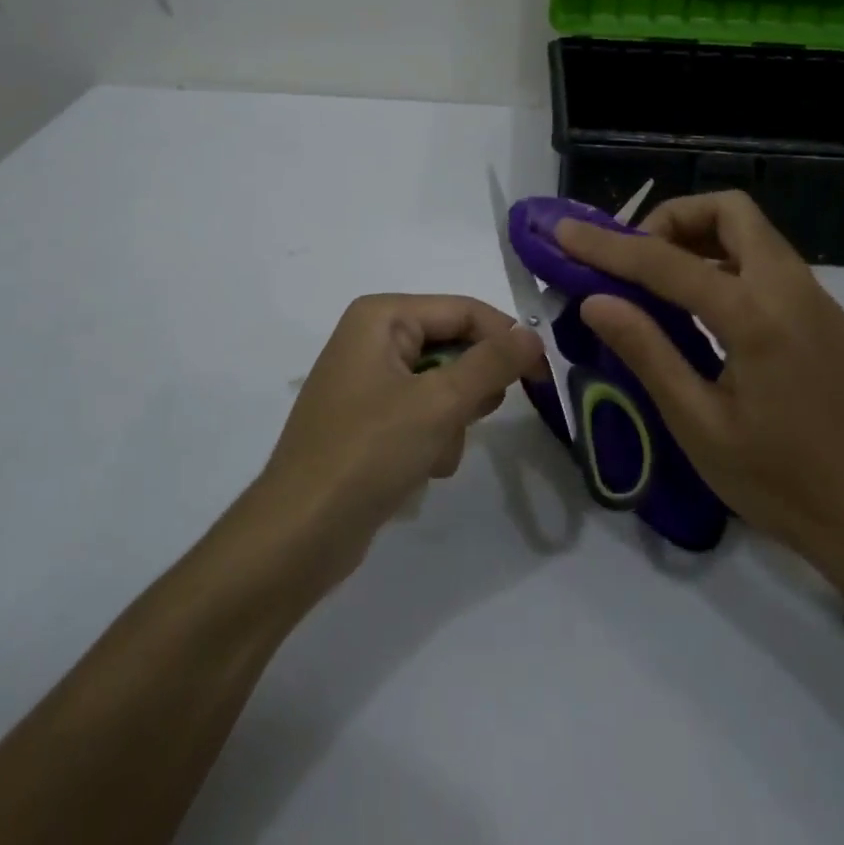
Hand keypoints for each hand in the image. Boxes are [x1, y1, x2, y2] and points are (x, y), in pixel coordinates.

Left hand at [259, 294, 542, 562]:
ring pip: (443, 385)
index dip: (507, 338)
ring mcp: (368, 380)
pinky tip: (419, 469)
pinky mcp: (368, 419)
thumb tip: (533, 334)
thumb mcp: (439, 403)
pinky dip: (432, 439)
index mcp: (382, 316)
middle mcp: (372, 337)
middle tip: (473, 419)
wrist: (300, 534)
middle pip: (454, 346)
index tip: (544, 376)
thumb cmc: (368, 453)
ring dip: (452, 421)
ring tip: (433, 452)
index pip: (464, 310)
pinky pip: (422, 413)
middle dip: (470, 390)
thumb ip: (492, 363)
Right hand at [556, 192, 843, 581]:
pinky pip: (765, 261)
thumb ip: (647, 352)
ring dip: (698, 237)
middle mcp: (791, 289)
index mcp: (757, 316)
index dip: (607, 245)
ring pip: (751, 232)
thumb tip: (595, 301)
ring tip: (656, 282)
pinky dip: (723, 260)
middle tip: (632, 260)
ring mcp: (813, 299)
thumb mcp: (699, 425)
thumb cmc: (780, 482)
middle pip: (729, 212)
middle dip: (671, 220)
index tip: (565, 231)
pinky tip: (698, 307)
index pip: (667, 262)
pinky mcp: (821, 316)